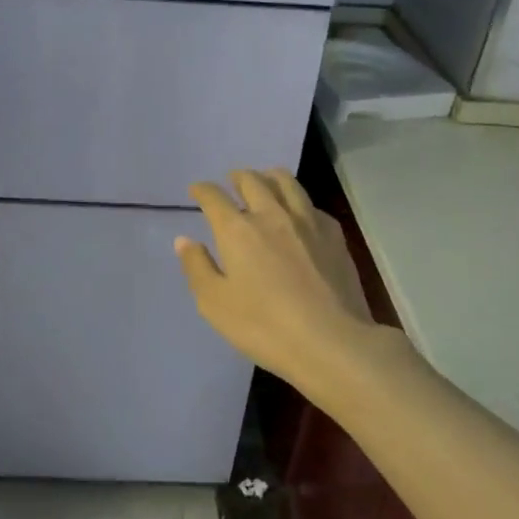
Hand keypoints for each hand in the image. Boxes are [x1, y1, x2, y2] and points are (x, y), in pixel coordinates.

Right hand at [175, 169, 401, 397]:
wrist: (332, 342)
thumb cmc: (264, 326)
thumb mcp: (215, 304)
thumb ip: (197, 267)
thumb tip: (184, 239)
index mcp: (237, 230)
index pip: (214, 197)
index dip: (202, 190)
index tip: (196, 190)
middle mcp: (271, 214)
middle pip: (252, 180)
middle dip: (237, 177)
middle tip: (231, 181)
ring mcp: (307, 221)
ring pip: (286, 182)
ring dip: (269, 177)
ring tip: (264, 182)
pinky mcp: (334, 234)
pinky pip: (311, 204)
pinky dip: (298, 201)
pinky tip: (299, 214)